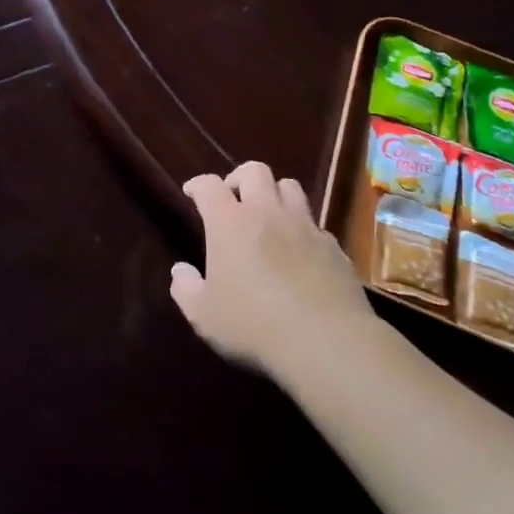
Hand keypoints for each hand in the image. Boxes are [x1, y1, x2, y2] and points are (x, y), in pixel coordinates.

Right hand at [169, 161, 374, 374]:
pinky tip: (299, 252)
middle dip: (239, 178)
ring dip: (274, 194)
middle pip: (254, 170)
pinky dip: (302, 229)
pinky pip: (315, 224)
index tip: (192, 193)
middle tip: (232, 199)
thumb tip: (180, 270)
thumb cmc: (253, 324)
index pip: (209, 185)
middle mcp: (267, 212)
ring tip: (268, 216)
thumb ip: (185, 288)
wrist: (326, 342)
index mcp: (229, 222)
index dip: (197, 185)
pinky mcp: (333, 247)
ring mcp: (304, 226)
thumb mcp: (203, 315)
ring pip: (290, 187)